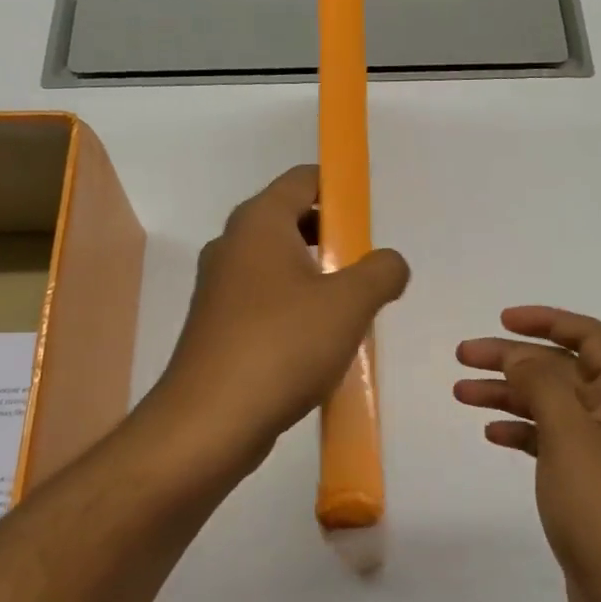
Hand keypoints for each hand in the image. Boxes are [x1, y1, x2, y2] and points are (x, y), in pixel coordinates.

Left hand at [151, 165, 409, 474]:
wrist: (211, 421)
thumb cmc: (282, 346)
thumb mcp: (350, 303)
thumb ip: (382, 271)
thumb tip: (390, 263)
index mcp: (259, 222)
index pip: (303, 180)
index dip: (341, 188)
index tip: (372, 216)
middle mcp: (233, 246)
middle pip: (291, 220)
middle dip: (334, 238)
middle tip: (369, 266)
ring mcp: (220, 288)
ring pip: (279, 265)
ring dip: (317, 278)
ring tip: (352, 308)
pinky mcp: (218, 326)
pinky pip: (266, 301)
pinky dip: (295, 308)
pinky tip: (320, 343)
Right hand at [455, 307, 600, 601]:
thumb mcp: (569, 433)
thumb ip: (541, 382)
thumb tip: (519, 352)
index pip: (587, 335)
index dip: (544, 321)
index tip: (499, 321)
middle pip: (562, 368)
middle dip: (513, 358)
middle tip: (463, 357)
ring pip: (550, 404)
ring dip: (509, 394)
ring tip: (461, 393)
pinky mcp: (588, 482)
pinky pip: (550, 440)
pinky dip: (521, 431)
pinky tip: (492, 435)